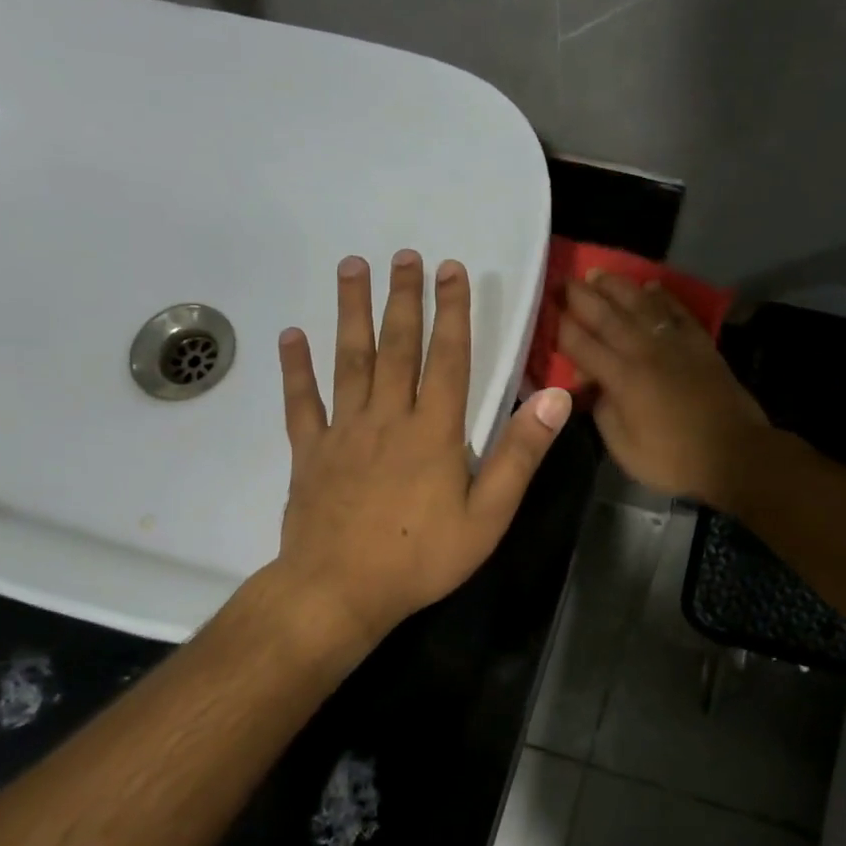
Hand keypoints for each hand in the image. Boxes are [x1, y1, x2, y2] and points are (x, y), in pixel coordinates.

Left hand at [267, 250, 572, 651]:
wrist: (341, 590)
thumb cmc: (421, 558)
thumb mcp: (488, 515)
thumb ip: (520, 454)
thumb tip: (554, 397)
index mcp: (433, 431)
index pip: (447, 358)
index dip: (453, 311)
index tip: (452, 269)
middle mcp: (387, 418)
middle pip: (397, 346)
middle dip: (404, 298)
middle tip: (403, 255)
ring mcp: (343, 432)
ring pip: (348, 360)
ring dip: (351, 312)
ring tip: (352, 268)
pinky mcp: (309, 453)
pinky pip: (300, 402)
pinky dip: (296, 368)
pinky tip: (292, 335)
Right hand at [558, 272, 772, 507]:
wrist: (735, 454)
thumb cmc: (673, 459)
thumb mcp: (624, 448)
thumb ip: (604, 413)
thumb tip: (596, 387)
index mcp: (622, 378)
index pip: (582, 345)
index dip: (560, 327)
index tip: (544, 309)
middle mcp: (645, 352)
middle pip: (607, 316)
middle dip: (581, 296)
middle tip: (561, 279)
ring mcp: (676, 344)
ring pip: (642, 304)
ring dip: (618, 287)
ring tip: (599, 273)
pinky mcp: (701, 345)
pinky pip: (678, 312)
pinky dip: (663, 296)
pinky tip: (651, 286)